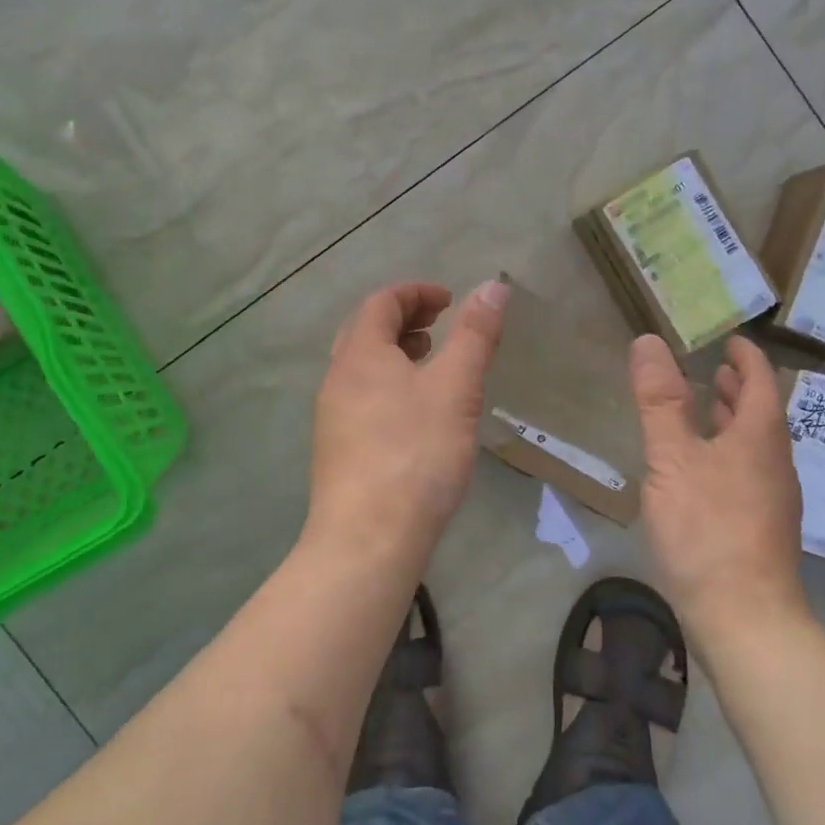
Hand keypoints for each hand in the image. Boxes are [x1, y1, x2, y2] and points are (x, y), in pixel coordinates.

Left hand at [306, 279, 508, 572]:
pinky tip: (416, 414)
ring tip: (431, 365)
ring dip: (395, 354)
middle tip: (440, 326)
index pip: (381, 302)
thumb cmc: (416, 452)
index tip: (450, 300)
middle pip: (365, 331)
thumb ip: (475, 335)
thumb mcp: (456, 388)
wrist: (368, 538)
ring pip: (362, 367)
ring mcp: (332, 416)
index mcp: (360, 354)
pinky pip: (362, 397)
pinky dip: (389, 385)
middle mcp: (337, 378)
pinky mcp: (337, 449)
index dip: (416, 292)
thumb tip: (493, 286)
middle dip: (404, 320)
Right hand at [630, 333, 806, 642]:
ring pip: (755, 446)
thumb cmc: (707, 527)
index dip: (747, 357)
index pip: (760, 380)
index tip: (731, 341)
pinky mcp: (760, 529)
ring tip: (708, 412)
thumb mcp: (673, 458)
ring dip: (733, 422)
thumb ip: (660, 401)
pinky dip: (727, 454)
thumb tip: (649, 341)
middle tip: (716, 371)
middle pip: (761, 414)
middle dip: (740, 389)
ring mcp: (772, 499)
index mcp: (759, 436)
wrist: (743, 616)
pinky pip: (747, 473)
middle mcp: (774, 462)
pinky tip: (702, 472)